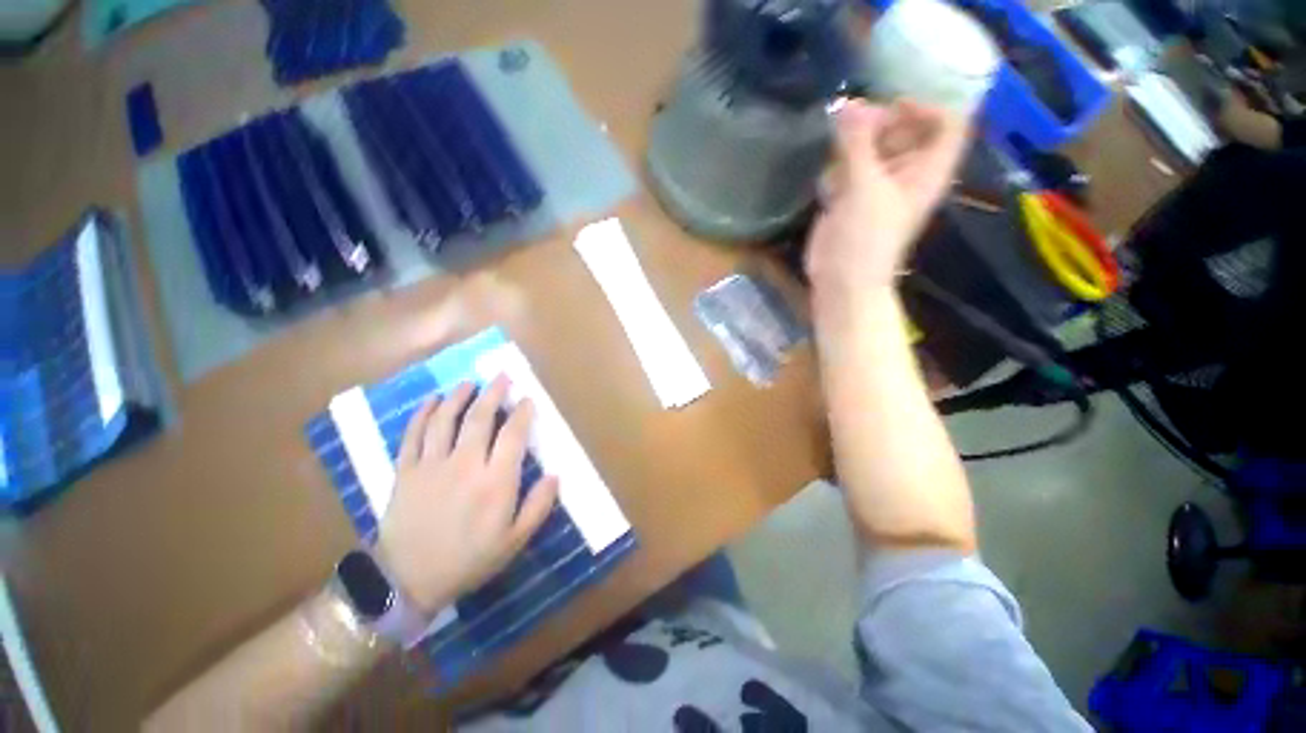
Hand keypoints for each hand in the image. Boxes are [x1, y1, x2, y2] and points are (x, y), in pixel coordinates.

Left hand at [377, 376, 558, 613]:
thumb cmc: (469, 560)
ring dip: (459, 397)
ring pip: (445, 420)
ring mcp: (431, 466)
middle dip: (493, 393)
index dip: (522, 412)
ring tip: (470, 383)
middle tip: (502, 377)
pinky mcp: (405, 471)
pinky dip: (423, 413)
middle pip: (479, 419)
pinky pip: (413, 435)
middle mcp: (464, 465)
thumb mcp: (514, 541)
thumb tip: (555, 474)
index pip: (512, 435)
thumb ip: (538, 506)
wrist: (408, 582)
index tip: (527, 399)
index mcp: (495, 482)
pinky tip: (432, 400)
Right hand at [806, 99, 968, 313]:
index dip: (924, 107)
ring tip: (837, 158)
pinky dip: (837, 168)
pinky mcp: (851, 197)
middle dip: (880, 123)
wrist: (841, 280)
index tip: (891, 109)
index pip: (947, 122)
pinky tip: (829, 185)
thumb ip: (857, 143)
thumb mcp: (865, 186)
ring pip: (872, 147)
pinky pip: (849, 167)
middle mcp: (907, 172)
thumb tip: (848, 102)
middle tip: (853, 130)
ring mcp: (877, 185)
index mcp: (927, 169)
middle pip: (905, 129)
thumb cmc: (864, 237)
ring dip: (853, 145)